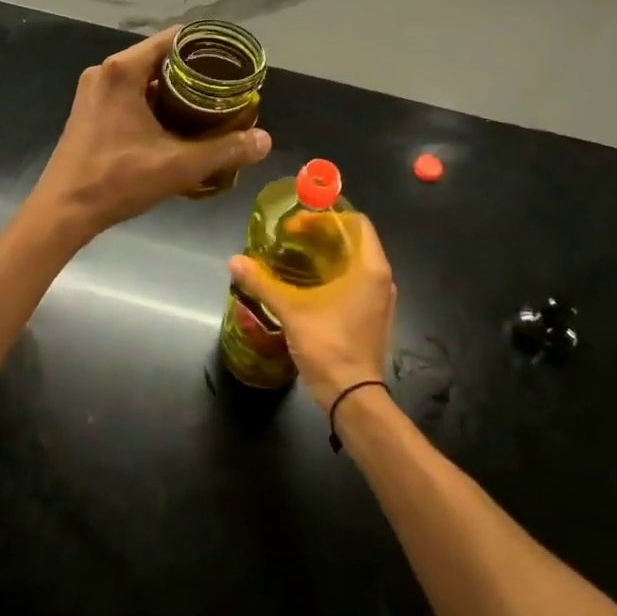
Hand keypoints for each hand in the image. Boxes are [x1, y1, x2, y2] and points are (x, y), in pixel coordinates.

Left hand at [32, 28, 271, 241]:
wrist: (62, 211)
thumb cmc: (117, 180)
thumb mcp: (178, 166)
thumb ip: (225, 150)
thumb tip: (265, 140)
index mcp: (122, 70)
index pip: (173, 39)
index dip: (205, 47)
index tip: (232, 63)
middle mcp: (105, 71)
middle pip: (159, 56)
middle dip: (193, 71)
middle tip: (226, 88)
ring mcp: (93, 90)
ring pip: (143, 76)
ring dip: (173, 88)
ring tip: (207, 105)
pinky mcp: (89, 108)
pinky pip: (128, 91)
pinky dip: (152, 99)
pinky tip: (174, 122)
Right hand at [228, 214, 395, 412]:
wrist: (353, 398)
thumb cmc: (329, 345)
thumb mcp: (292, 310)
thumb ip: (262, 282)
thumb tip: (234, 260)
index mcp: (370, 267)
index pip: (355, 223)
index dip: (326, 217)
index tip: (298, 225)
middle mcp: (382, 279)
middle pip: (354, 241)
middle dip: (322, 236)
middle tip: (291, 238)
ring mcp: (380, 300)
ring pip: (355, 264)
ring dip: (328, 256)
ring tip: (296, 259)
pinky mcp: (374, 318)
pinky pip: (356, 283)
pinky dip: (334, 276)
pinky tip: (309, 286)